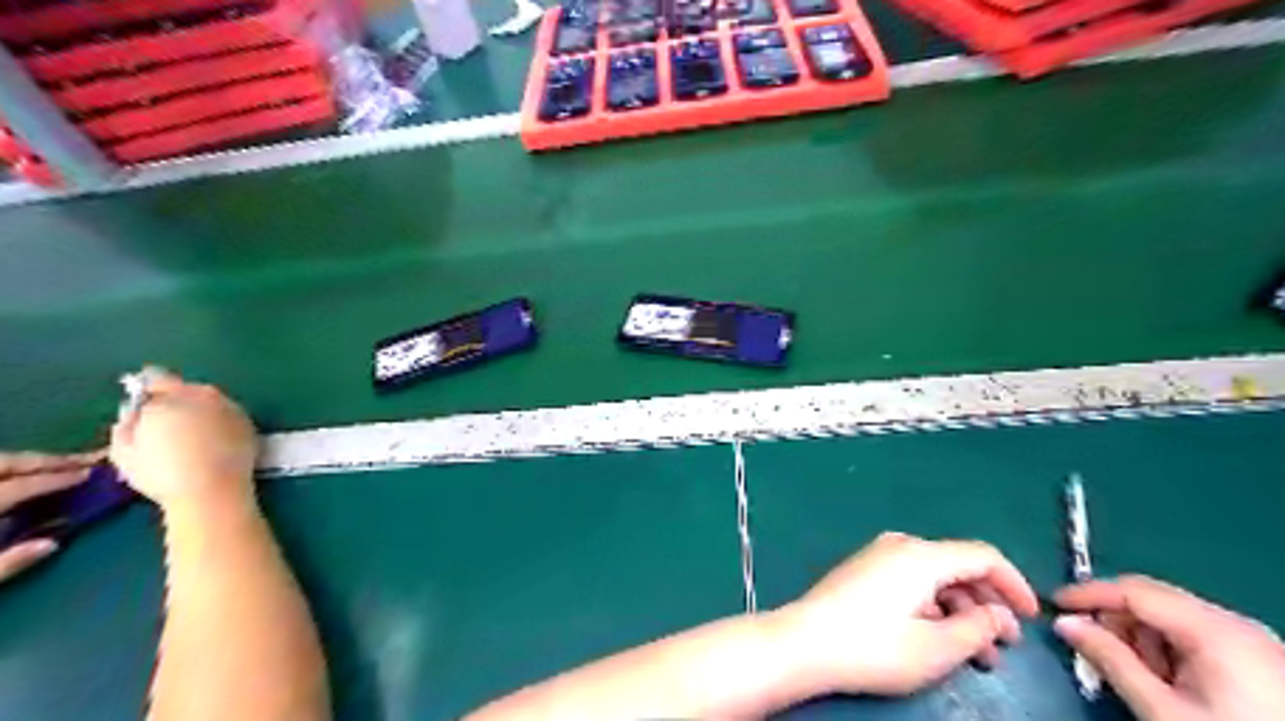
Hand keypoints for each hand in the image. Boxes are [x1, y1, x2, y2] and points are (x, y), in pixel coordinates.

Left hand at [0, 455, 101, 582]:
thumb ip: (8, 563)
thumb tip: (51, 544)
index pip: (21, 486)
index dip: (58, 478)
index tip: (92, 473)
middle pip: (5, 464)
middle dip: (45, 461)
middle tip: (85, 461)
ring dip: (24, 463)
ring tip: (57, 466)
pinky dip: (5, 473)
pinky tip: (20, 479)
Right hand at [109, 369, 255, 515]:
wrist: (213, 490)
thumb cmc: (162, 473)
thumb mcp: (123, 450)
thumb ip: (127, 423)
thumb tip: (136, 413)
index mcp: (171, 397)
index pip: (155, 379)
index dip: (147, 391)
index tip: (142, 406)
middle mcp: (205, 395)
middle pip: (186, 389)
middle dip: (175, 401)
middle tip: (165, 425)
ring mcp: (231, 407)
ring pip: (210, 401)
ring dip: (199, 411)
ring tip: (190, 437)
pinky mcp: (248, 423)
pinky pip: (227, 415)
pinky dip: (218, 423)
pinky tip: (211, 443)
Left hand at [779, 532, 1037, 694]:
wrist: (804, 642)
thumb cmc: (873, 646)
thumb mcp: (937, 647)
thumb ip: (977, 628)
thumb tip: (996, 615)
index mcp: (921, 555)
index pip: (983, 555)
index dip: (1014, 584)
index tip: (1032, 618)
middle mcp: (899, 546)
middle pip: (957, 566)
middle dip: (986, 605)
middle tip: (1003, 646)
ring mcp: (877, 557)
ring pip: (934, 578)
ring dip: (960, 611)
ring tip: (974, 654)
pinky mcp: (862, 572)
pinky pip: (909, 582)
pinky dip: (932, 606)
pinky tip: (936, 638)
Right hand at [1053, 574, 1283, 720]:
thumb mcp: (1161, 710)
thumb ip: (1109, 660)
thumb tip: (1064, 623)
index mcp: (1214, 630)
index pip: (1134, 590)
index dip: (1089, 593)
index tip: (1055, 603)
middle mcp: (1237, 624)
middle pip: (1155, 599)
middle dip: (1117, 619)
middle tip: (1094, 647)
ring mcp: (1257, 642)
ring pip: (1176, 617)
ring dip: (1143, 637)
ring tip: (1138, 674)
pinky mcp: (1265, 661)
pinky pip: (1201, 635)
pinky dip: (1172, 649)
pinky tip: (1170, 680)